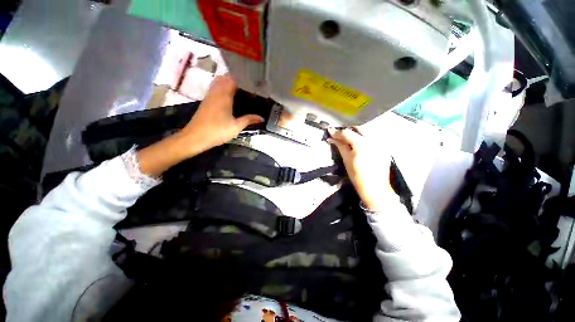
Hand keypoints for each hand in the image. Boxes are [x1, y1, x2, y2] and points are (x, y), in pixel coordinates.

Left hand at [136, 74, 262, 177]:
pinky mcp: (206, 101)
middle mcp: (216, 92)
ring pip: (218, 82)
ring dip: (228, 83)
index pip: (233, 79)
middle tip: (247, 87)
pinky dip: (222, 88)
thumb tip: (262, 118)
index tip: (253, 83)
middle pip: (225, 78)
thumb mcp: (236, 126)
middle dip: (236, 79)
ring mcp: (209, 96)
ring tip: (240, 91)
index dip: (243, 79)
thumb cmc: (218, 131)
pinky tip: (229, 98)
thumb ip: (249, 120)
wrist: (196, 137)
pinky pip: (215, 88)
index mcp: (224, 95)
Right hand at [328, 128, 393, 210]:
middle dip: (348, 131)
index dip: (337, 132)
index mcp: (362, 144)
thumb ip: (340, 146)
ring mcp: (381, 143)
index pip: (347, 133)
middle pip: (358, 129)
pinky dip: (364, 139)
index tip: (330, 131)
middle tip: (339, 135)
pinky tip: (359, 144)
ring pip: (366, 132)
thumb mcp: (346, 160)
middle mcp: (373, 140)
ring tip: (347, 139)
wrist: (375, 189)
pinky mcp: (385, 148)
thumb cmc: (357, 176)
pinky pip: (373, 138)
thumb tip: (332, 138)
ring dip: (356, 133)